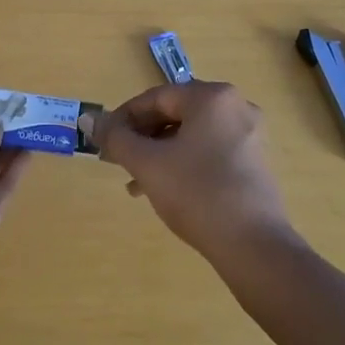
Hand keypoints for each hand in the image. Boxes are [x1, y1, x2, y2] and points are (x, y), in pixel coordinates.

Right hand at [94, 82, 293, 262]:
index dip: (124, 118)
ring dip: (160, 153)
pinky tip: (167, 190)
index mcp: (212, 97)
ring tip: (137, 183)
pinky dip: (184, 163)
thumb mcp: (148, 164)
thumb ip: (116, 138)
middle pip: (175, 114)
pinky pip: (210, 151)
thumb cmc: (197, 194)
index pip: (156, 98)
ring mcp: (250, 135)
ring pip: (192, 135)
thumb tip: (88, 120)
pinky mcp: (256, 162)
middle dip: (143, 137)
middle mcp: (235, 106)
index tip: (104, 141)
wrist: (254, 247)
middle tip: (119, 161)